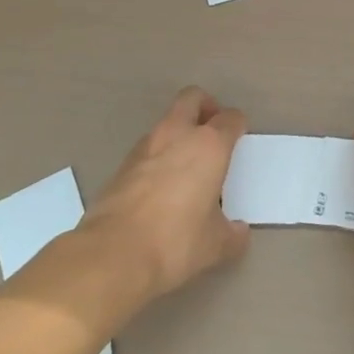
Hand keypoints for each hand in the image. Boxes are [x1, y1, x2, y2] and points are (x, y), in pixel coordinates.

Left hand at [81, 87, 249, 302]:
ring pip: (166, 123)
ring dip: (178, 133)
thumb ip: (232, 234)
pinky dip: (157, 158)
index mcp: (209, 146)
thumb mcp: (215, 245)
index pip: (230, 119)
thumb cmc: (176, 242)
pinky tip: (160, 188)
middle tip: (212, 131)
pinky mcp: (121, 166)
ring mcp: (145, 147)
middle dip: (205, 107)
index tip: (239, 138)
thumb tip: (238, 232)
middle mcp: (177, 135)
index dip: (238, 126)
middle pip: (192, 98)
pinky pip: (147, 150)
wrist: (113, 255)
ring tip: (186, 166)